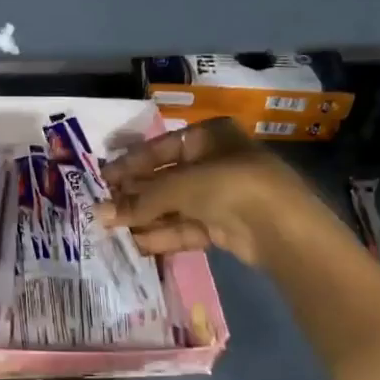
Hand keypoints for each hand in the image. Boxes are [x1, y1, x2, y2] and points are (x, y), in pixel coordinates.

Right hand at [95, 116, 338, 270]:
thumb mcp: (179, 185)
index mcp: (209, 136)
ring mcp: (222, 196)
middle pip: (167, 178)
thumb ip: (139, 200)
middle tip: (104, 207)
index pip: (160, 148)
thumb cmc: (228, 185)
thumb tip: (99, 212)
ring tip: (112, 228)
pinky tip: (136, 243)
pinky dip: (164, 234)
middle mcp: (215, 162)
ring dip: (146, 217)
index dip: (131, 164)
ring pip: (175, 205)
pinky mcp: (225, 226)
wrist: (281, 228)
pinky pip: (187, 227)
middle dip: (136, 195)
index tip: (103, 179)